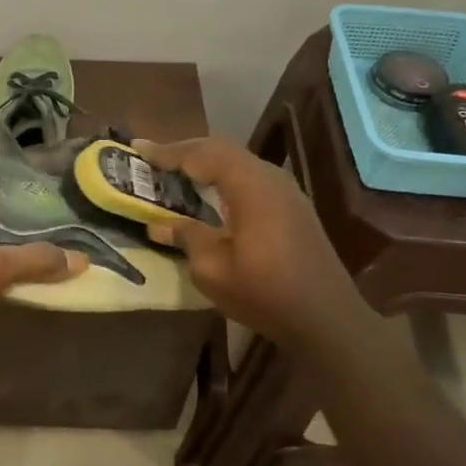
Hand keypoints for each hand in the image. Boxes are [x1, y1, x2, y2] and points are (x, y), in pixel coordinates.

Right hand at [134, 137, 362, 349]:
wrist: (327, 318)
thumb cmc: (265, 294)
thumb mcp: (213, 270)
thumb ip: (186, 238)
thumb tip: (158, 225)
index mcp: (250, 187)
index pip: (201, 155)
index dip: (168, 152)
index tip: (139, 148)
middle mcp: (270, 178)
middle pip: (221, 150)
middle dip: (185, 151)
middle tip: (154, 158)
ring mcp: (286, 190)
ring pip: (238, 161)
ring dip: (206, 162)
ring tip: (176, 171)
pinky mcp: (292, 205)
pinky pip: (250, 176)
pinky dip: (224, 176)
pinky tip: (210, 191)